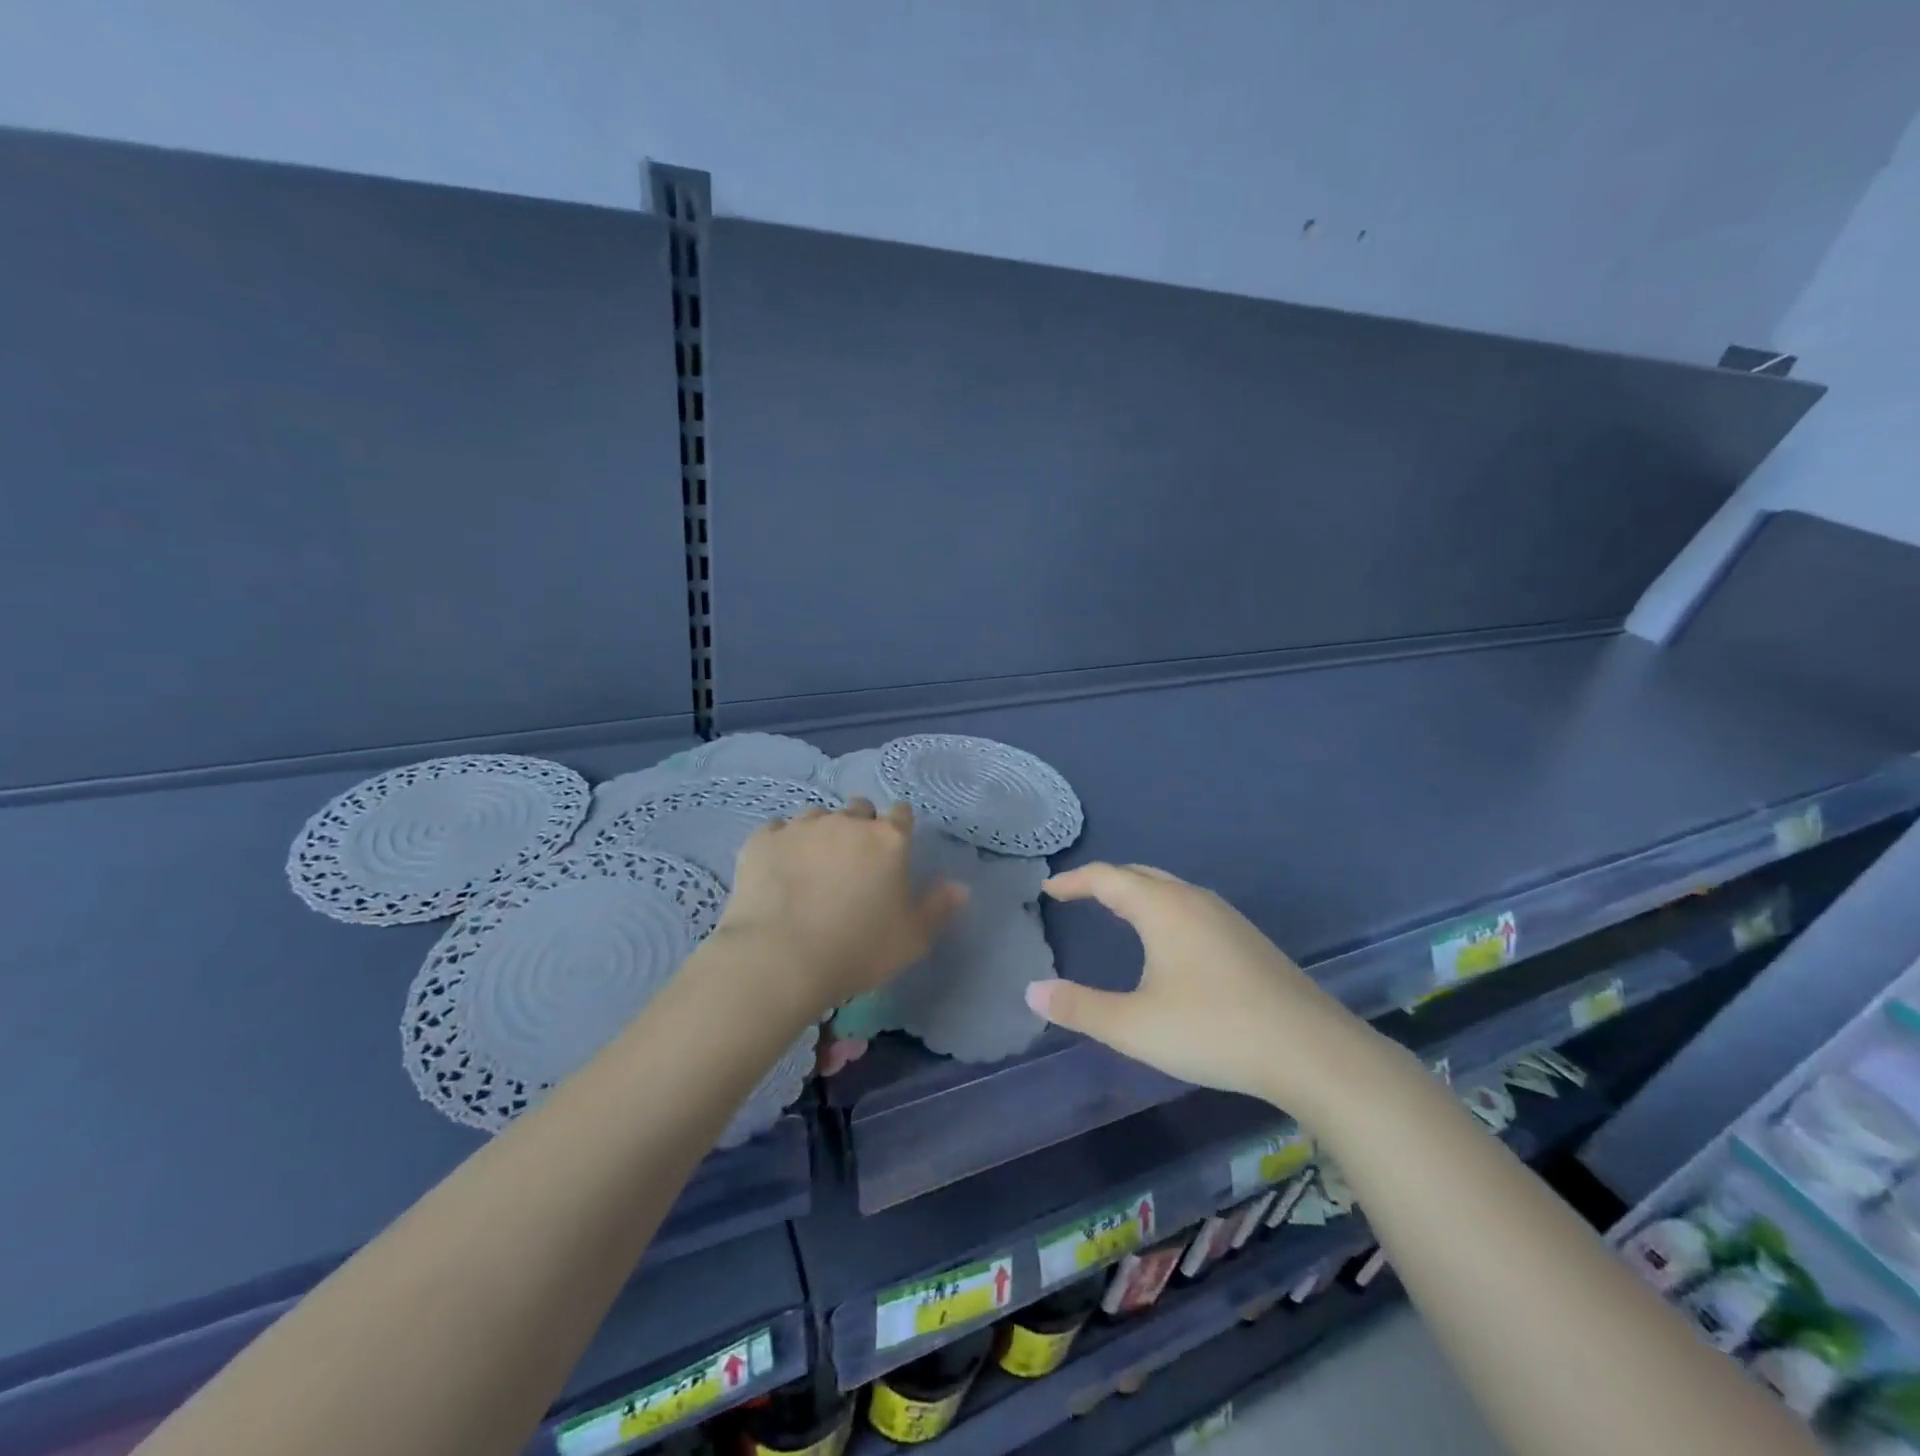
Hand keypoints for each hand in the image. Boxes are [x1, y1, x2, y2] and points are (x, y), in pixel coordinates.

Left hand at [714, 799, 966, 1020]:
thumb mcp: (912, 939)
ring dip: (820, 833)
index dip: (898, 827)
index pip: (901, 814)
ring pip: (817, 815)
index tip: (892, 849)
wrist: (781, 958)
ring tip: (812, 866)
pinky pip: (777, 830)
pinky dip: (782, 844)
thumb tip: (960, 887)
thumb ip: (938, 908)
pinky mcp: (763, 839)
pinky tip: (779, 870)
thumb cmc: (858, 950)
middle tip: (853, 862)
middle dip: (859, 826)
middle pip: (859, 809)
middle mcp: (847, 822)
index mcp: (888, 840)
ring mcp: (802, 826)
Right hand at [1025, 863, 1385, 1115]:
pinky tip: (1169, 942)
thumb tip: (1032, 992)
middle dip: (1104, 881)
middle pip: (1139, 875)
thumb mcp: (1134, 1026)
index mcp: (1162, 908)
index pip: (1106, 878)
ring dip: (1137, 894)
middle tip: (1077, 895)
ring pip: (1169, 890)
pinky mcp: (1247, 939)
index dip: (1074, 881)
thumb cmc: (1213, 1030)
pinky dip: (1163, 909)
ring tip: (1117, 913)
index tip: (1049, 889)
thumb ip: (1080, 1008)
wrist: (1310, 1050)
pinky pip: (1191, 907)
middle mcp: (1193, 900)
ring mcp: (1226, 917)